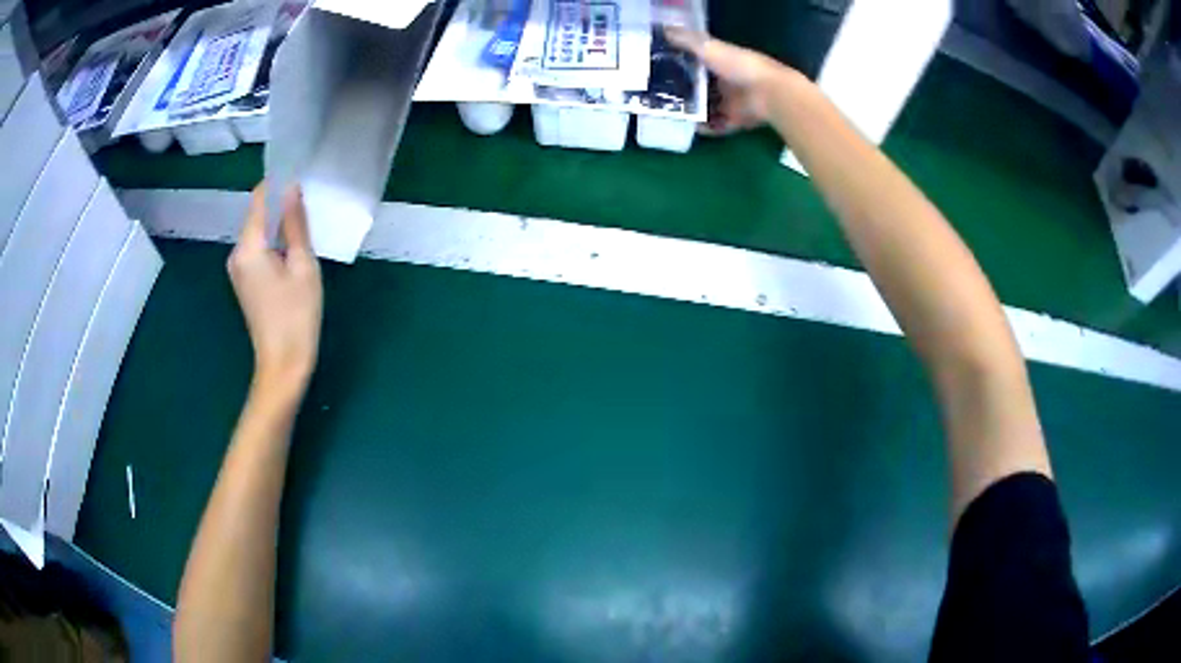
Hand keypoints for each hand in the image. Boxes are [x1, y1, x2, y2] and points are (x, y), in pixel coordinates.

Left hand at [228, 183, 322, 394]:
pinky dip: (273, 243)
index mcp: (248, 247)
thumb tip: (291, 188)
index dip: (277, 184)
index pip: (258, 199)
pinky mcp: (243, 281)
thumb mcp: (302, 266)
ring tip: (305, 228)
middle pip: (256, 216)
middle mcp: (236, 254)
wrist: (282, 364)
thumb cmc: (297, 316)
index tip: (299, 176)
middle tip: (309, 205)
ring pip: (258, 233)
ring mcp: (237, 269)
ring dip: (278, 226)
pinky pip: (257, 250)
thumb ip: (295, 224)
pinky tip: (292, 252)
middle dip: (279, 206)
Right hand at [666, 28, 798, 134]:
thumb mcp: (709, 48)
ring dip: (692, 110)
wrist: (768, 93)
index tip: (661, 68)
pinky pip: (717, 127)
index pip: (698, 63)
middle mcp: (727, 82)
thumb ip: (686, 40)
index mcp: (722, 62)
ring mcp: (732, 103)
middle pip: (701, 87)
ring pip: (708, 107)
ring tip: (670, 112)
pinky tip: (689, 126)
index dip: (681, 65)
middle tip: (660, 94)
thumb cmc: (739, 66)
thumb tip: (664, 31)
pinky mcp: (736, 121)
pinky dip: (705, 128)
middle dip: (683, 90)